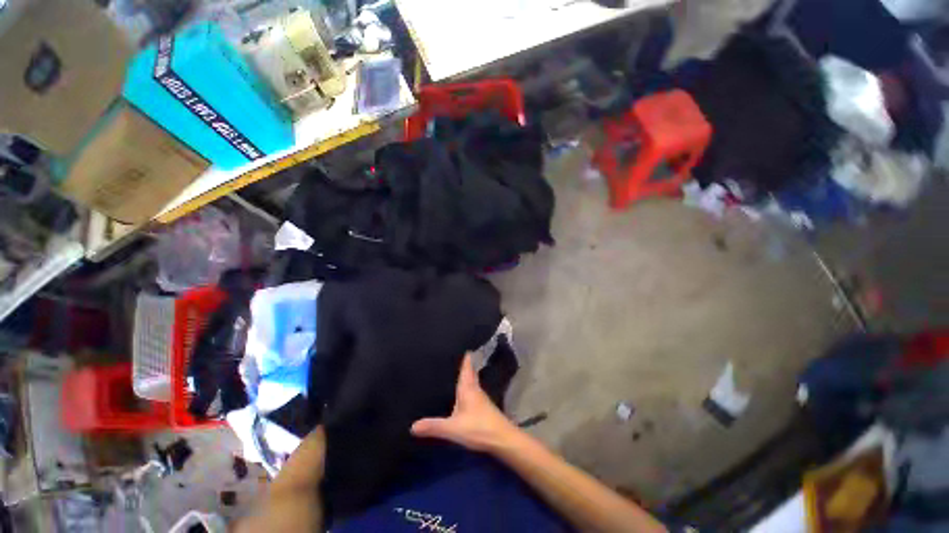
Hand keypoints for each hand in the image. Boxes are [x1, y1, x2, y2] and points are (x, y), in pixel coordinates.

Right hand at [411, 354, 518, 451]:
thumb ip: (434, 426)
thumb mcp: (453, 428)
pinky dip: (466, 387)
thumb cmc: (479, 428)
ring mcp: (480, 397)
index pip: (466, 365)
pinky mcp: (482, 407)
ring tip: (452, 370)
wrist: (502, 440)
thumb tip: (411, 426)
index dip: (464, 354)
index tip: (459, 342)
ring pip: (470, 381)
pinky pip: (471, 391)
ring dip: (464, 375)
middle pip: (468, 371)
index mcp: (468, 387)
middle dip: (462, 363)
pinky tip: (460, 393)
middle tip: (451, 355)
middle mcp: (474, 388)